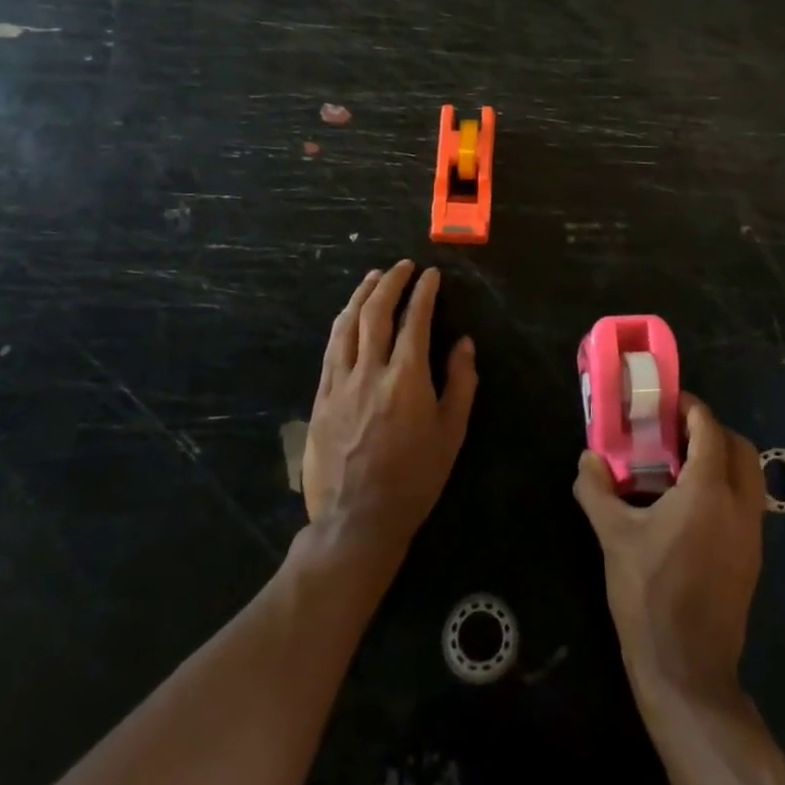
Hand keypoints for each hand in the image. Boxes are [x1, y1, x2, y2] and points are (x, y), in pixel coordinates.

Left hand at [304, 261, 477, 557]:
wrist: (358, 518)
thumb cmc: (415, 477)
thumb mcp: (451, 433)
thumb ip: (460, 382)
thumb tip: (464, 342)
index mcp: (407, 378)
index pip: (415, 319)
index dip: (423, 292)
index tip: (431, 275)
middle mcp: (370, 371)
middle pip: (376, 312)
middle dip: (391, 282)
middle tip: (402, 267)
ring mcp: (340, 382)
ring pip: (347, 324)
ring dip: (361, 295)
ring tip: (373, 277)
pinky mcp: (321, 397)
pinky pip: (331, 349)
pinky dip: (342, 324)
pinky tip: (348, 315)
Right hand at [573, 397, 764, 707]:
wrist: (687, 670)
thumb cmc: (649, 595)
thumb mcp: (613, 537)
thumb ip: (597, 490)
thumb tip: (588, 458)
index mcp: (709, 492)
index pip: (709, 429)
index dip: (690, 409)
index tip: (667, 403)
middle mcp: (739, 505)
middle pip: (740, 447)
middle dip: (712, 430)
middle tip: (676, 432)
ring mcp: (752, 534)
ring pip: (749, 476)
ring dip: (723, 458)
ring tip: (681, 466)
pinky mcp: (752, 557)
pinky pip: (747, 503)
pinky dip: (726, 487)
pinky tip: (691, 506)